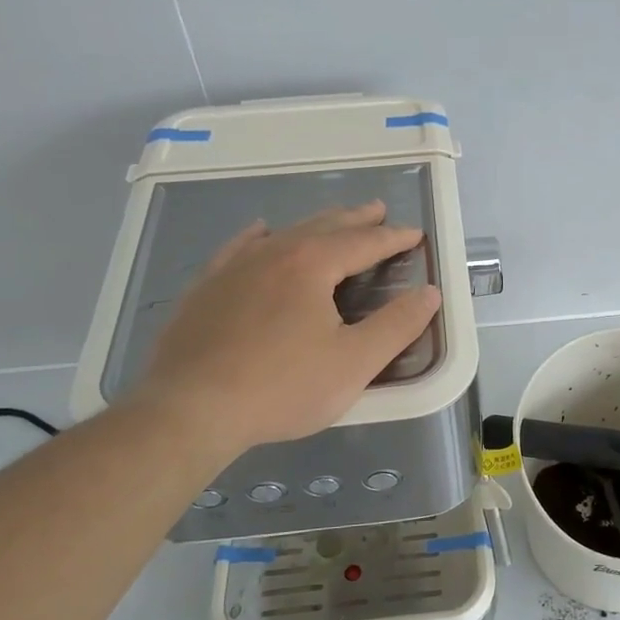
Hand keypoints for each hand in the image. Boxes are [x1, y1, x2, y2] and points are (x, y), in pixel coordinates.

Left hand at [129, 202, 441, 454]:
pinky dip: (258, 237)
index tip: (414, 234)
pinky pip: (238, 248)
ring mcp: (233, 268)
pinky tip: (259, 232)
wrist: (190, 409)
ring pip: (284, 234)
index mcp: (312, 264)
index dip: (393, 238)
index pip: (363, 242)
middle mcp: (273, 253)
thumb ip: (397, 325)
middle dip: (355, 220)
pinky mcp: (206, 288)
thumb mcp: (355, 363)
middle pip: (323, 227)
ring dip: (315, 225)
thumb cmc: (282, 387)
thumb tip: (429, 293)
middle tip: (378, 210)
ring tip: (332, 221)